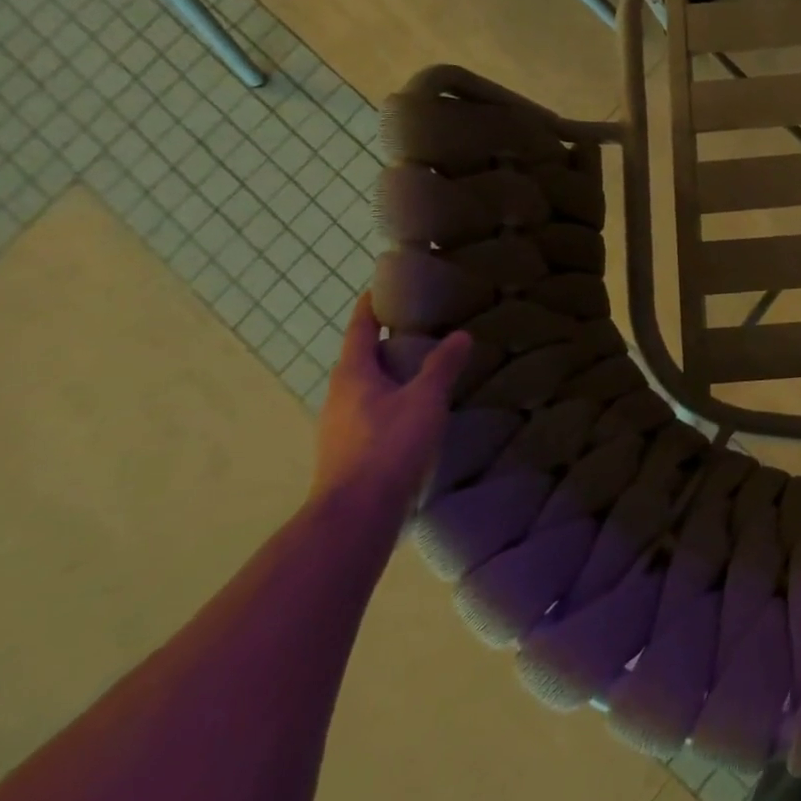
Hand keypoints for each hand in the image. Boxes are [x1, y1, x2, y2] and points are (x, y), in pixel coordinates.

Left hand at [310, 294, 471, 530]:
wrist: (355, 514)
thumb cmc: (387, 446)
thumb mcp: (424, 400)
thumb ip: (442, 366)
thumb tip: (461, 334)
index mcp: (353, 375)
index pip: (360, 329)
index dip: (371, 306)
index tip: (383, 286)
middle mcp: (339, 396)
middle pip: (361, 357)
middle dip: (386, 340)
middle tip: (420, 325)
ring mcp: (341, 426)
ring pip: (366, 386)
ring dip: (389, 372)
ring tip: (423, 366)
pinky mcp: (349, 450)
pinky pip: (371, 410)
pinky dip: (391, 398)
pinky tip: (415, 409)